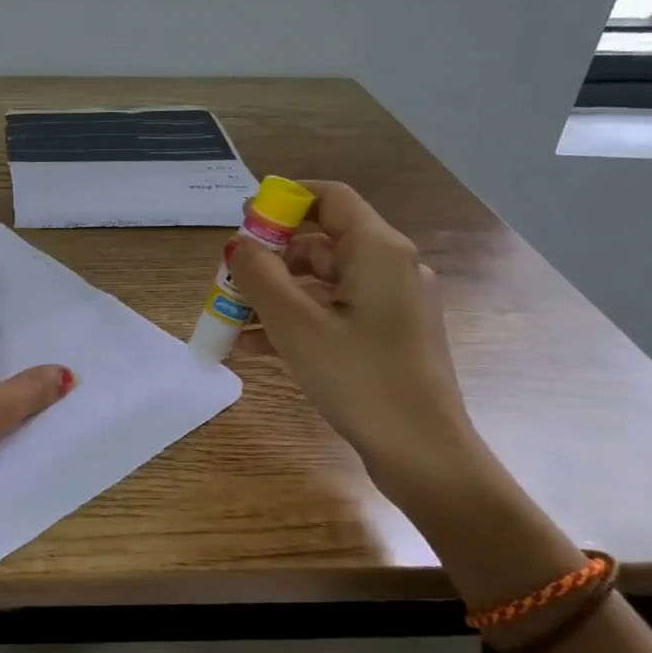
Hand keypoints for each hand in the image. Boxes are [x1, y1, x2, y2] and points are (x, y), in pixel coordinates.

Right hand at [229, 180, 481, 503]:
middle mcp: (390, 268)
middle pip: (321, 243)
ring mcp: (391, 305)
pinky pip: (333, 314)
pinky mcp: (386, 337)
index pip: (330, 198)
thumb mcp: (298, 326)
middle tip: (227, 278)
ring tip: (229, 317)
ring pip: (322, 283)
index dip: (284, 200)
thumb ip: (260, 278)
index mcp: (378, 251)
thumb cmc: (361, 380)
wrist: (423, 454)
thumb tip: (237, 245)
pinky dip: (296, 321)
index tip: (243, 218)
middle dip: (269, 257)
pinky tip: (252, 345)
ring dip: (275, 295)